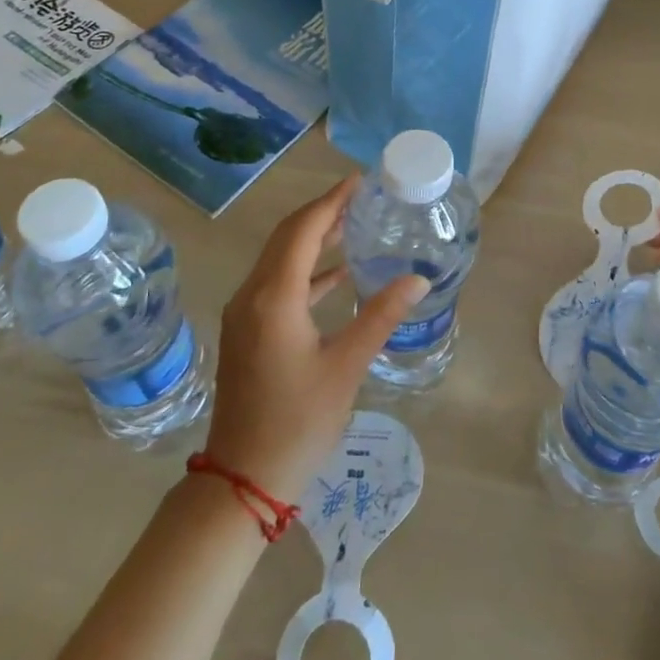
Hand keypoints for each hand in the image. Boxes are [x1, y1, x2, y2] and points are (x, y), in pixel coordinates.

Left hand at [203, 176, 426, 505]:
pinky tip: (338, 276)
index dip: (332, 201)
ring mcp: (245, 314)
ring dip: (314, 238)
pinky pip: (277, 283)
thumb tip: (418, 278)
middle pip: (288, 237)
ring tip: (354, 225)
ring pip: (280, 258)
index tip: (361, 181)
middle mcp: (253, 295)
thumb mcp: (346, 367)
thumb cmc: (297, 422)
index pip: (304, 230)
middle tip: (362, 197)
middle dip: (323, 212)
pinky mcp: (247, 331)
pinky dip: (307, 271)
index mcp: (275, 297)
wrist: (242, 479)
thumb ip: (381, 316)